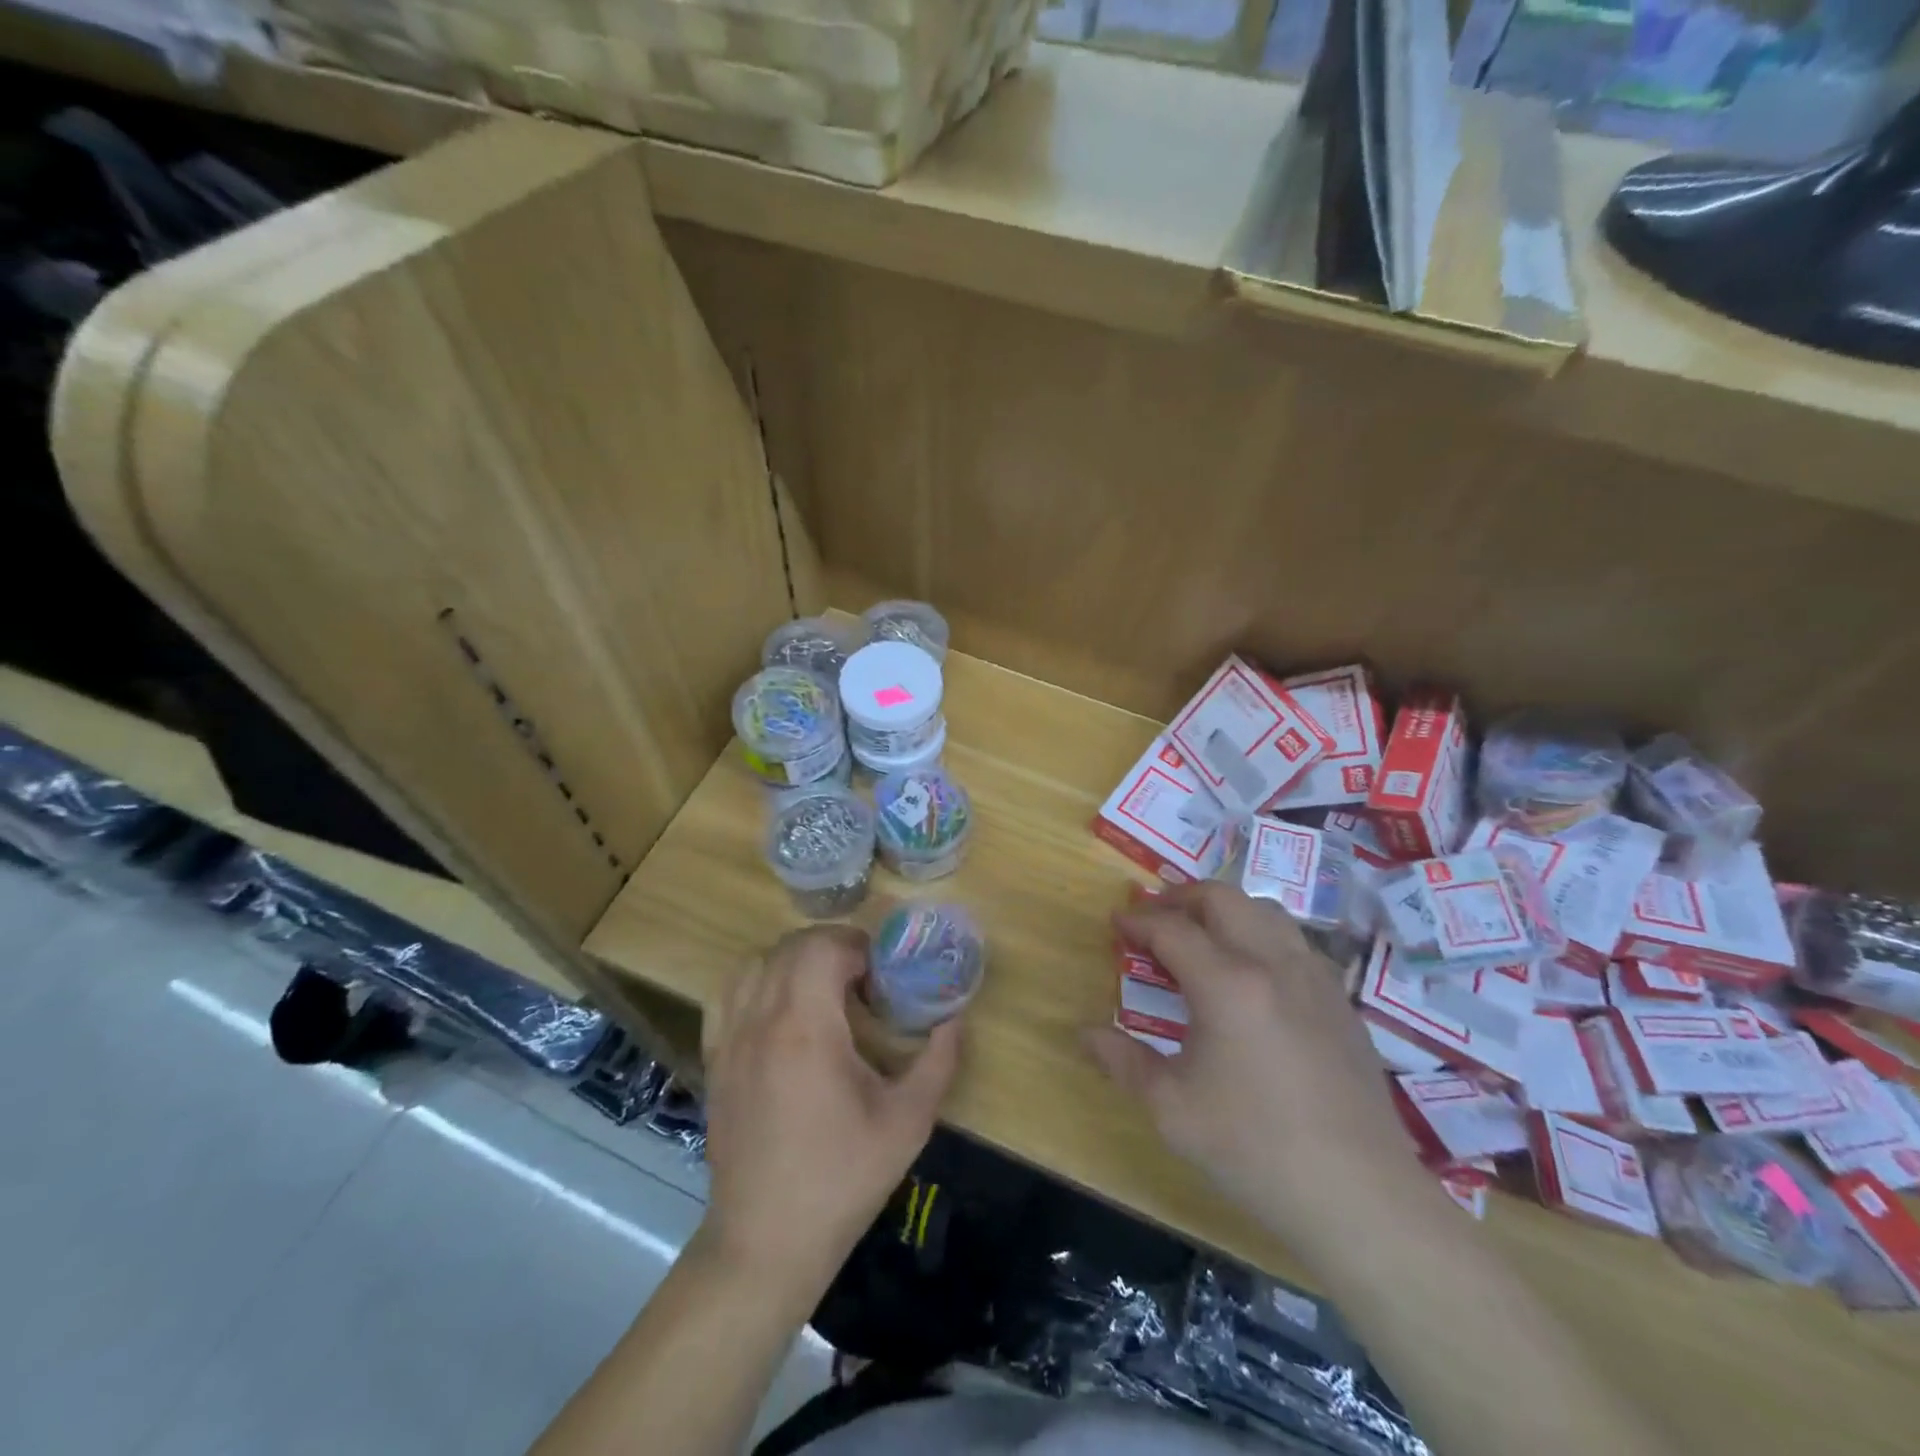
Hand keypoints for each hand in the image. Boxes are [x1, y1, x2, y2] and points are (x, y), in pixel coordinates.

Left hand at [699, 925, 961, 1304]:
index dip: (858, 947)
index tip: (882, 975)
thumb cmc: (843, 1178)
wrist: (767, 1241)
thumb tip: (955, 1015)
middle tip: (864, 980)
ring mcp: (730, 1038)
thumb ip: (939, 1058)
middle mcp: (761, 1020)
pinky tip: (782, 1011)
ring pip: (757, 962)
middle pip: (791, 946)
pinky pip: (729, 993)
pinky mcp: (715, 1058)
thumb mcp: (909, 1120)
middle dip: (832, 948)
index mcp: (806, 1029)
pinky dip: (758, 981)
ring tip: (825, 990)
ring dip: (795, 960)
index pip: (823, 947)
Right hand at [1084, 883, 1419, 1254]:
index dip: (1138, 920)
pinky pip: (1295, 942)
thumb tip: (1084, 1033)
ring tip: (1201, 937)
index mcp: (1227, 984)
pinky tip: (1252, 976)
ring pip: (1264, 911)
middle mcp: (1273, 964)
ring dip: (1225, 911)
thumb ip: (1123, 1061)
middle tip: (1154, 918)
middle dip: (1180, 897)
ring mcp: (1315, 978)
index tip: (1116, 921)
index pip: (1171, 929)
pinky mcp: (1341, 1000)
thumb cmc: (1254, 1150)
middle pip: (1222, 898)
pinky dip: (1261, 936)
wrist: (1360, 1196)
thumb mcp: (1171, 1109)